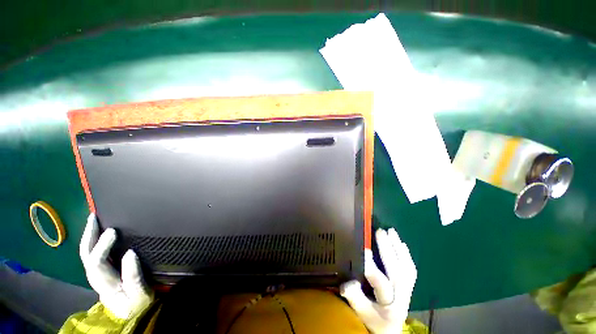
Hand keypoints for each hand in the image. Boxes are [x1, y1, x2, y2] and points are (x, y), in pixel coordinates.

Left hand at [80, 213, 153, 318]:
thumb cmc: (138, 304)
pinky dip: (94, 241)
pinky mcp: (104, 271)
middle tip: (94, 217)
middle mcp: (97, 277)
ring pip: (87, 253)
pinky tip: (99, 232)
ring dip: (89, 235)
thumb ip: (134, 276)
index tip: (113, 231)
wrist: (132, 313)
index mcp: (105, 284)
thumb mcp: (140, 294)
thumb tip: (130, 253)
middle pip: (86, 255)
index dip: (102, 247)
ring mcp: (98, 274)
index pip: (96, 263)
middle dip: (88, 236)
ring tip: (94, 219)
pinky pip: (94, 254)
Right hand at [341, 228, 416, 333]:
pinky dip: (406, 255)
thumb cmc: (374, 322)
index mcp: (389, 304)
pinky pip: (411, 270)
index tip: (363, 249)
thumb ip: (355, 299)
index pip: (381, 283)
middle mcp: (401, 296)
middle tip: (380, 232)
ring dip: (399, 248)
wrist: (390, 330)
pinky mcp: (409, 287)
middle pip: (397, 271)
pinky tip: (402, 244)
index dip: (371, 266)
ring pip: (406, 267)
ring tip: (392, 232)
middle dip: (388, 249)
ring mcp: (407, 290)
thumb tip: (347, 283)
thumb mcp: (362, 313)